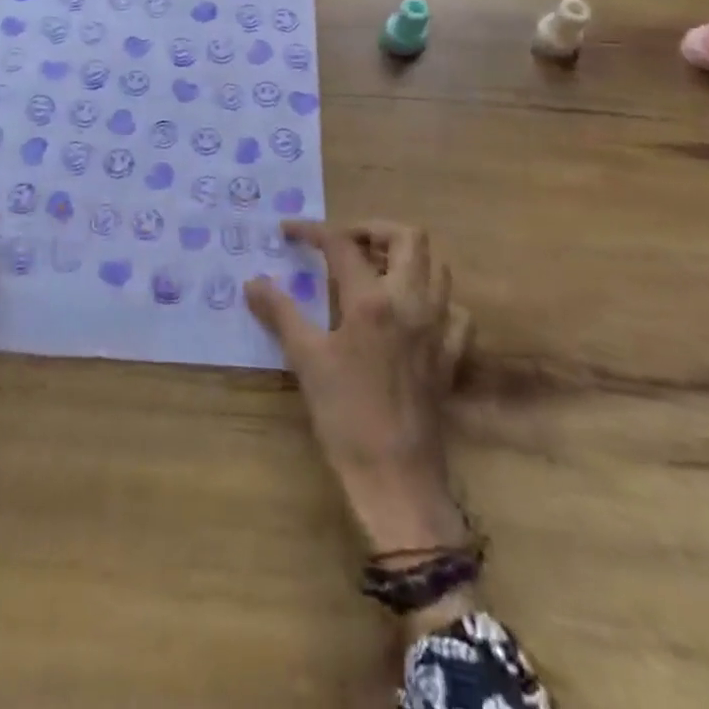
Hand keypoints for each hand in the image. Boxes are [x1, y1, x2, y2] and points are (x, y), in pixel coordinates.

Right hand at [246, 220, 472, 557]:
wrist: (396, 478)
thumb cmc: (345, 415)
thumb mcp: (305, 359)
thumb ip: (280, 313)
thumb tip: (253, 282)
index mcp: (372, 300)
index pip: (342, 244)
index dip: (313, 230)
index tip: (289, 231)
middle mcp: (412, 302)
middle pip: (409, 237)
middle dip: (375, 230)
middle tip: (345, 244)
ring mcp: (438, 328)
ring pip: (438, 267)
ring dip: (406, 258)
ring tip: (374, 270)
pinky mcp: (451, 355)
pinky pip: (455, 311)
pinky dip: (436, 300)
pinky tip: (412, 313)